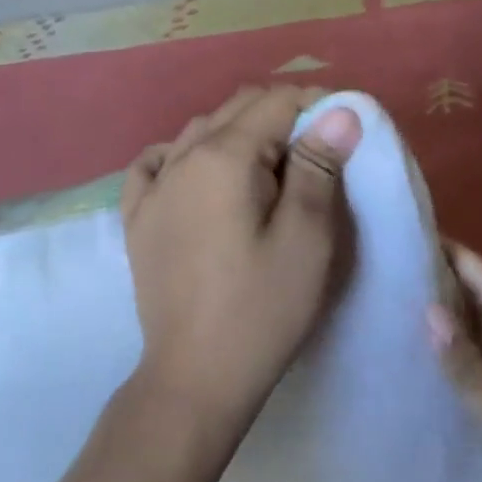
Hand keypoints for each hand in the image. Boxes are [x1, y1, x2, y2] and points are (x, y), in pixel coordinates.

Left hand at [121, 86, 363, 433]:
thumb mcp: (307, 238)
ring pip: (201, 129)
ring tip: (270, 165)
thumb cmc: (262, 309)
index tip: (344, 128)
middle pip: (238, 107)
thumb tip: (338, 111)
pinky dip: (184, 153)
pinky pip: (157, 161)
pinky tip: (199, 172)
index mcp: (224, 156)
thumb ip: (319, 166)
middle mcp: (183, 157)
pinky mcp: (137, 216)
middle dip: (282, 113)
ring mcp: (153, 186)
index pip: (277, 102)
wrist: (195, 379)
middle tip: (317, 149)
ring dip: (240, 131)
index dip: (316, 104)